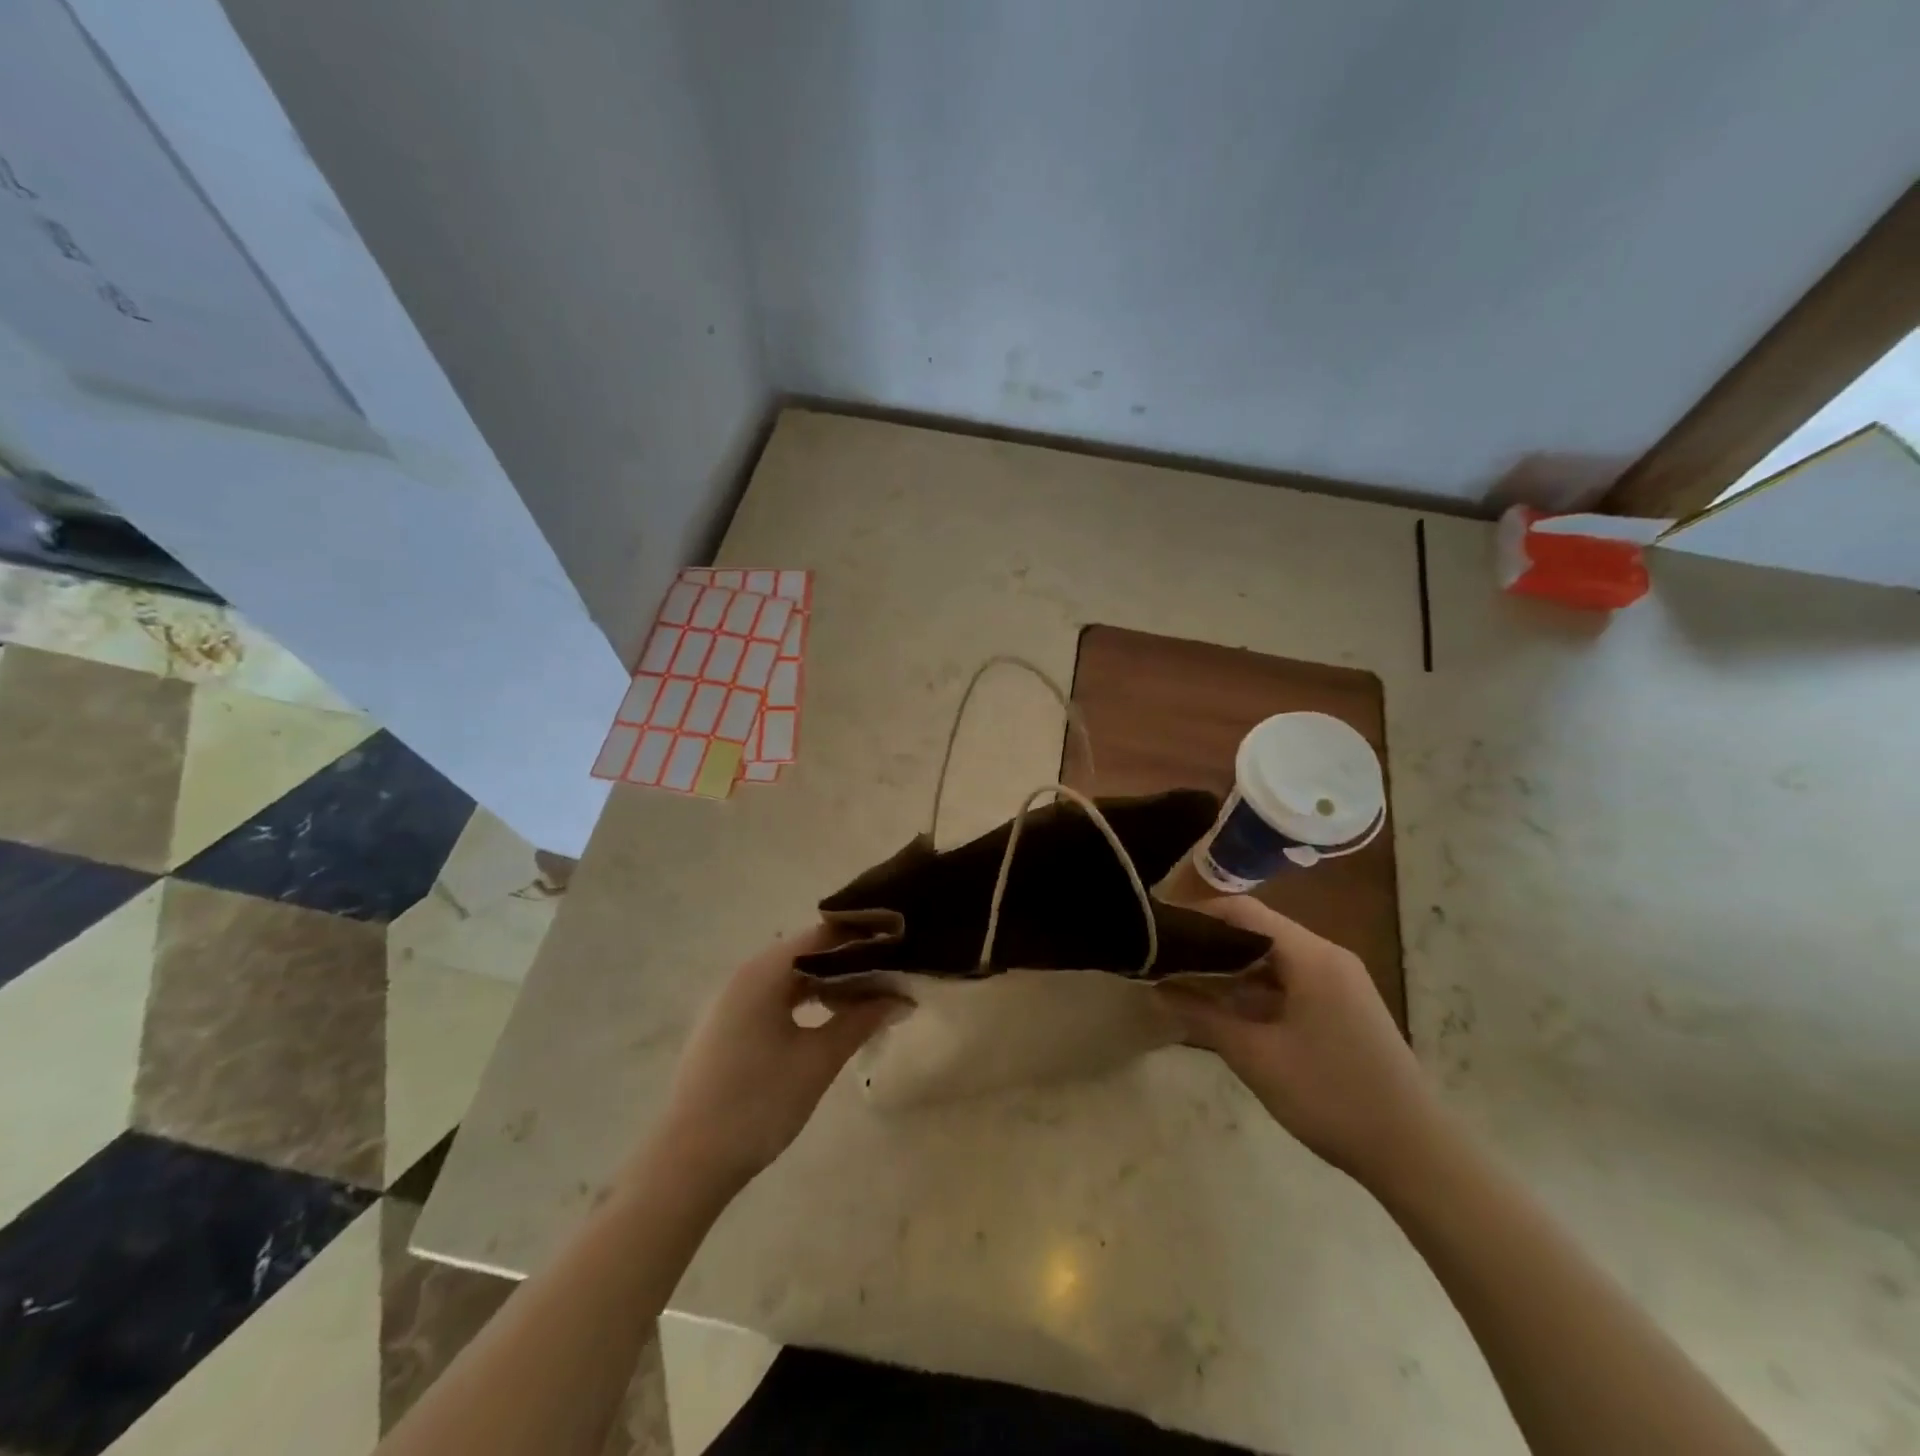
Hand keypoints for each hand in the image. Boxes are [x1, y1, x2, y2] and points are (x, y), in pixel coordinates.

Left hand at [644, 927, 902, 1199]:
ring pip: (788, 976)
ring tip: (867, 994)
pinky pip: (772, 998)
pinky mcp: (725, 1027)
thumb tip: (897, 996)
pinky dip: (803, 1000)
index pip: (822, 934)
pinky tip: (827, 1018)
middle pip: (805, 952)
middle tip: (890, 971)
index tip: (898, 941)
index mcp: (763, 973)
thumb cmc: (759, 1103)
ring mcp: (730, 1002)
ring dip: (826, 982)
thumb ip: (860, 1020)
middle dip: (848, 959)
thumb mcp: (818, 1060)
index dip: (862, 935)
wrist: (688, 1164)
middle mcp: (744, 976)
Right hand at [1156, 896, 1442, 1189]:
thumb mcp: (1255, 1056)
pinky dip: (1255, 987)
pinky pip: (1290, 979)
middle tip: (1164, 957)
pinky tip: (1226, 1008)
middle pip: (1257, 930)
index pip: (1243, 911)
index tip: (1158, 929)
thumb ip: (1202, 1015)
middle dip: (1209, 942)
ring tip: (1184, 981)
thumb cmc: (1330, 1097)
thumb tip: (1156, 989)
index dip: (1198, 913)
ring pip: (1273, 957)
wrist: (1414, 1154)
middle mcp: (1328, 957)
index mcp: (1311, 956)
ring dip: (1231, 967)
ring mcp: (1339, 981)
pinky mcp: (1343, 1006)